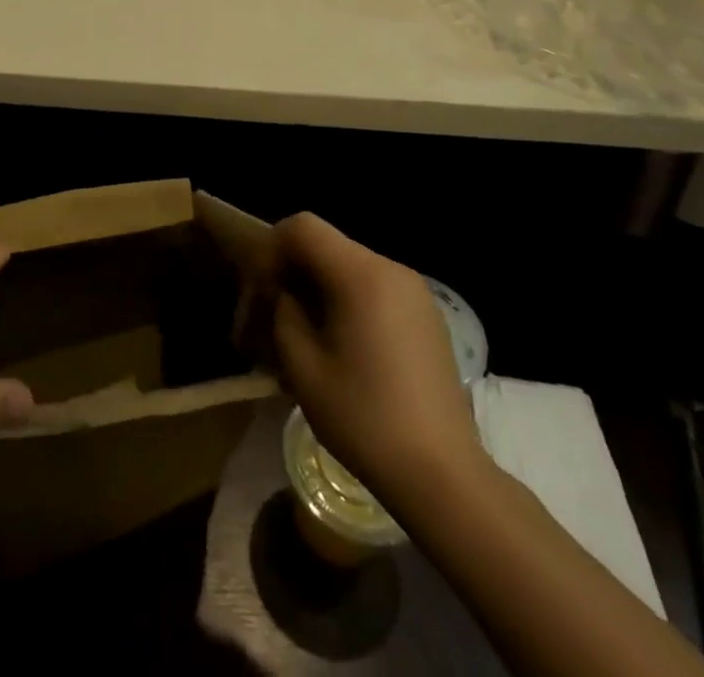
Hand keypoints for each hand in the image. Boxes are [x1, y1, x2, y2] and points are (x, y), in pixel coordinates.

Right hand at [269, 213, 480, 494]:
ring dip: (318, 288)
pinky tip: (339, 348)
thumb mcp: (302, 365)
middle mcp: (391, 270)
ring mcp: (415, 293)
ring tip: (302, 335)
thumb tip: (284, 293)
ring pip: (349, 268)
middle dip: (292, 271)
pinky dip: (347, 302)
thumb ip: (284, 311)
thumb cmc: (364, 418)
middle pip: (326, 246)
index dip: (271, 248)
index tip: (260, 289)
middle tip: (271, 314)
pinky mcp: (427, 318)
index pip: (303, 227)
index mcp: (361, 274)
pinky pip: (374, 290)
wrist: (443, 476)